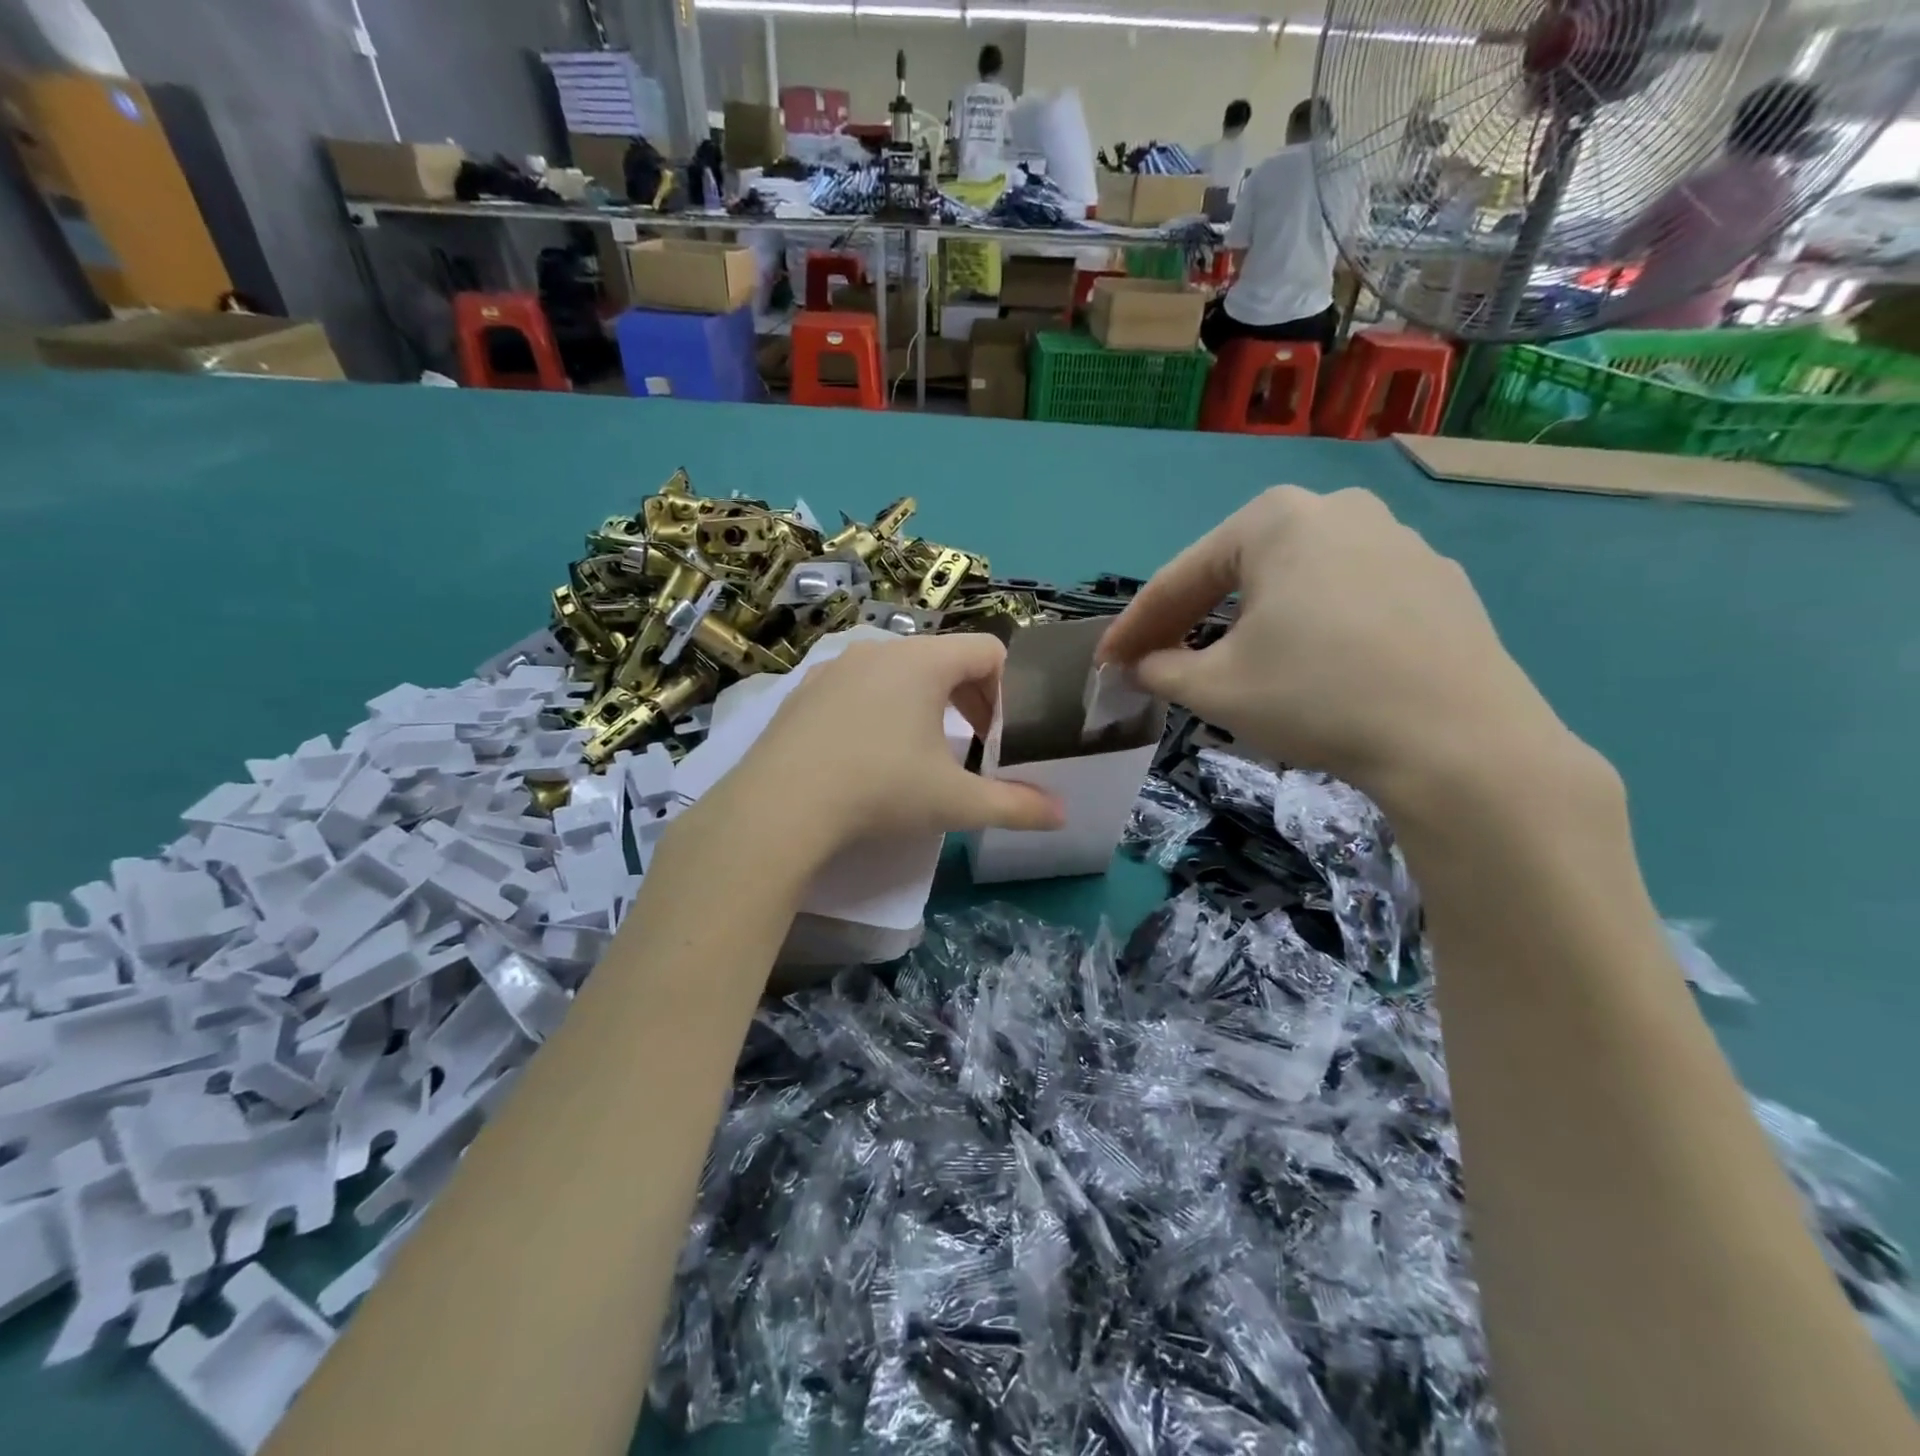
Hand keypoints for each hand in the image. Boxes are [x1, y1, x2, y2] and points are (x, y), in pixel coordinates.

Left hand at [692, 635, 1064, 866]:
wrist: (779, 807)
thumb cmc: (880, 790)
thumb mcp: (955, 802)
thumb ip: (1015, 806)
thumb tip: (1062, 815)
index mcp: (924, 661)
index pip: (988, 650)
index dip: (1009, 688)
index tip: (1004, 733)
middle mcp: (880, 649)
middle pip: (945, 658)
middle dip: (970, 698)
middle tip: (975, 743)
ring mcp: (836, 667)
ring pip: (900, 671)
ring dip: (925, 703)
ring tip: (923, 750)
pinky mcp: (804, 691)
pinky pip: (859, 686)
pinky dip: (880, 709)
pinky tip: (869, 753)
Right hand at [1097, 486, 1586, 814]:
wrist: (1459, 742)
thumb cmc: (1316, 697)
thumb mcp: (1215, 688)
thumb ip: (1161, 668)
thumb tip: (1141, 666)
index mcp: (1275, 520)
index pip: (1181, 577)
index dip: (1135, 625)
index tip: (1107, 661)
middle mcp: (1337, 509)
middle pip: (1238, 569)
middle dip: (1192, 616)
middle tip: (1162, 659)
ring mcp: (1397, 540)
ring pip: (1296, 580)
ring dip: (1252, 618)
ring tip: (1235, 661)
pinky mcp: (1437, 579)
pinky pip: (1349, 596)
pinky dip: (1314, 625)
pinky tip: (1314, 663)